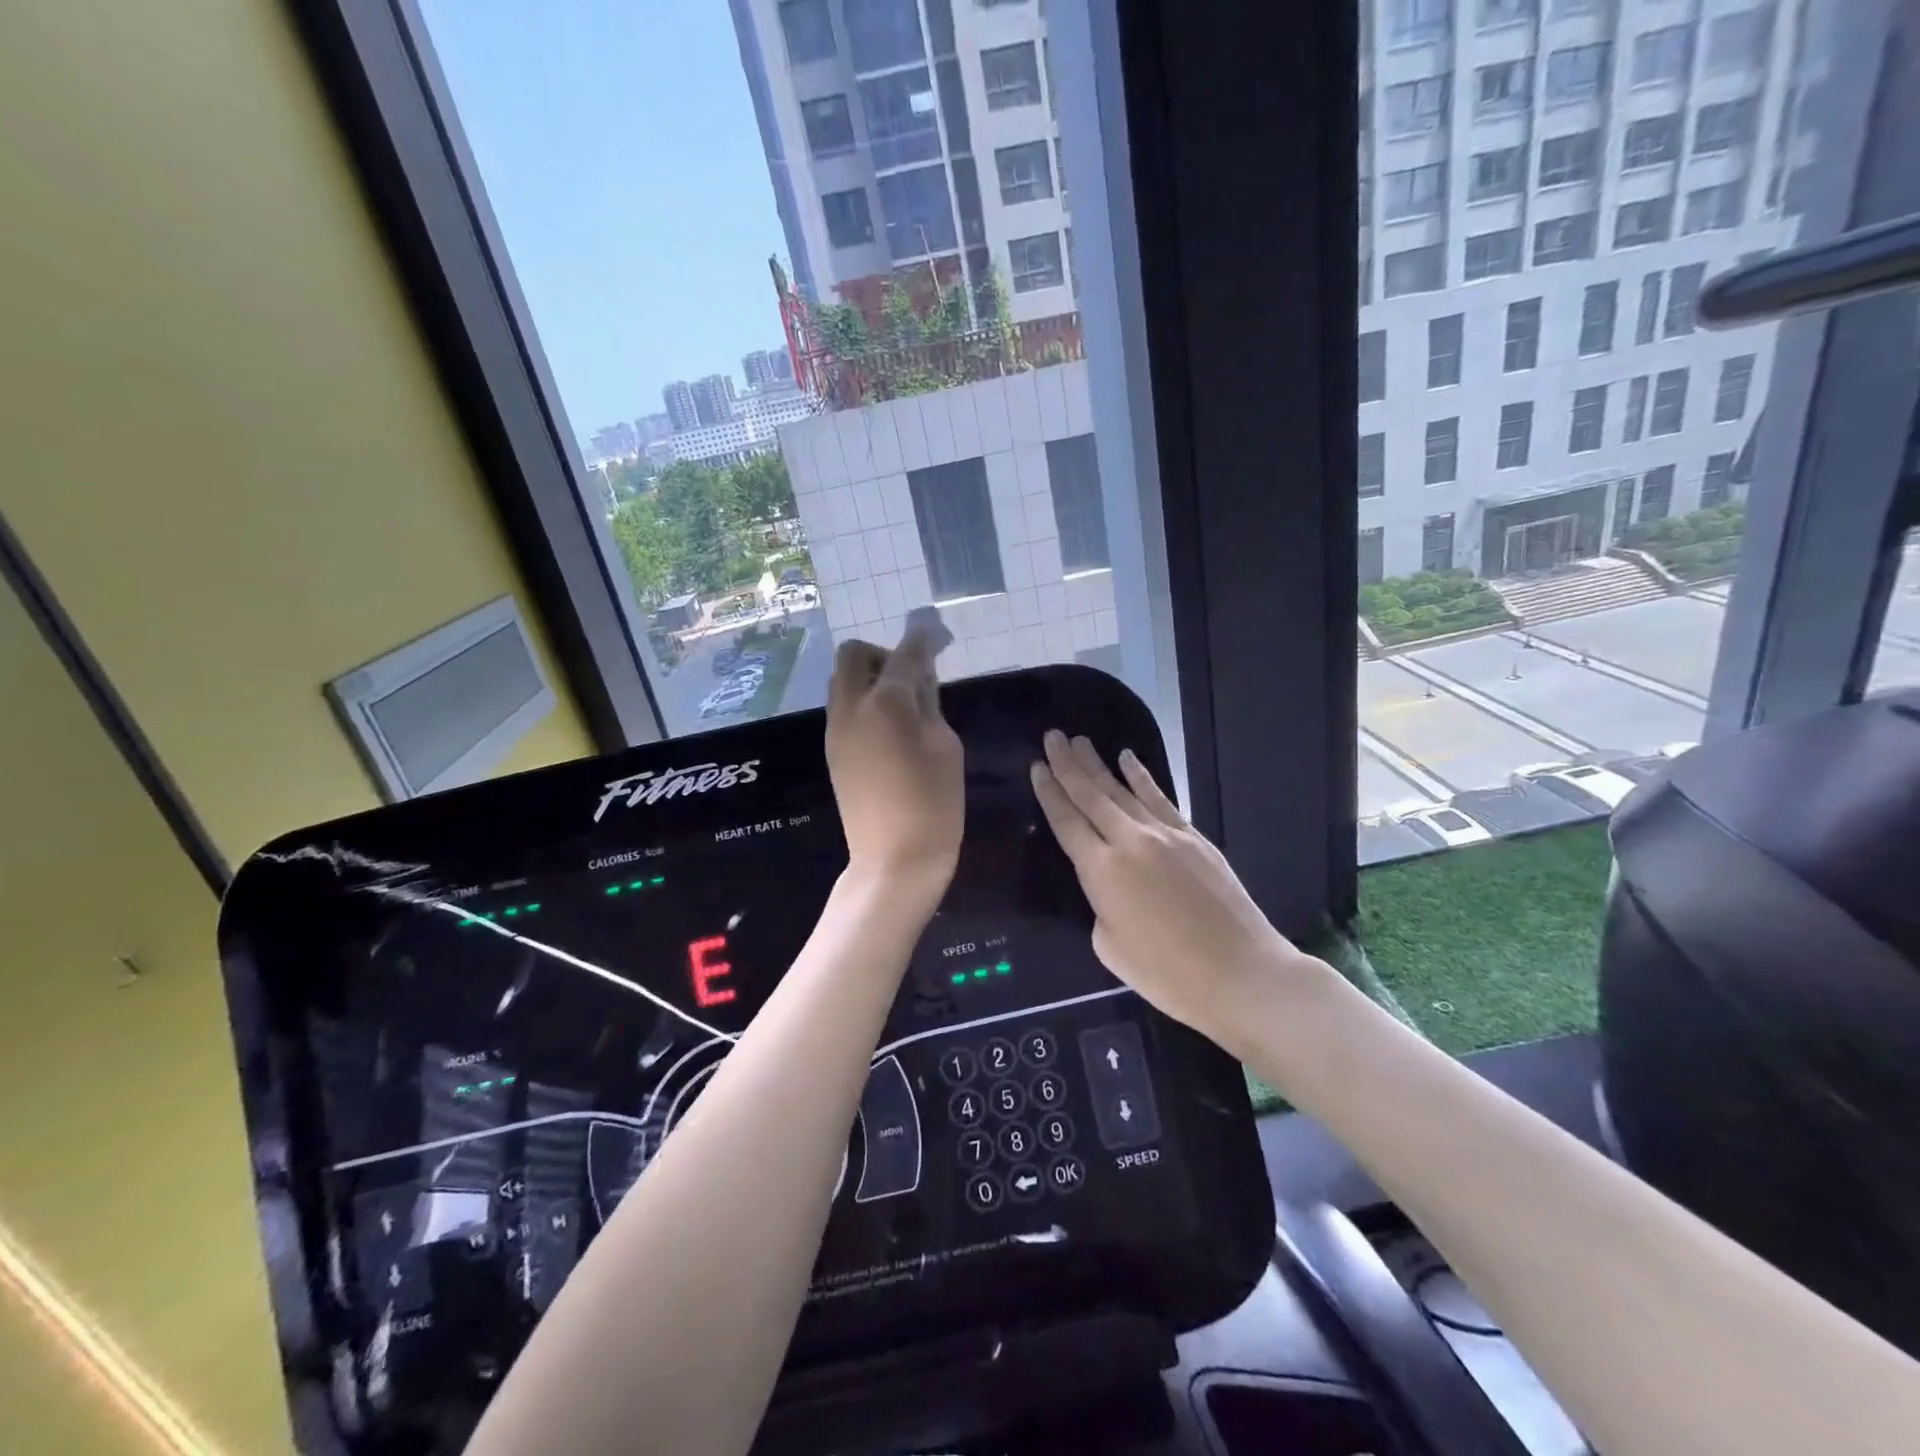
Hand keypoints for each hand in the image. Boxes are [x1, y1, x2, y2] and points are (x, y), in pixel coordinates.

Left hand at [826, 619, 963, 887]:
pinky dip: (863, 701)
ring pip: (843, 680)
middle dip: (885, 653)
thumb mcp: (945, 746)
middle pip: (854, 654)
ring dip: (871, 677)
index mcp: (886, 703)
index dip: (924, 638)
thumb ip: (930, 703)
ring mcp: (836, 729)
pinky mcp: (832, 749)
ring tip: (904, 705)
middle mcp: (851, 707)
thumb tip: (921, 678)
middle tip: (914, 677)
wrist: (894, 860)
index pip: (906, 654)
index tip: (936, 632)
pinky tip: (889, 729)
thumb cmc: (934, 804)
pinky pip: (842, 706)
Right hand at [1030, 731, 1304, 1038]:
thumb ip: (1101, 907)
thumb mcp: (1110, 947)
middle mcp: (1129, 841)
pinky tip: (1128, 758)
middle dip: (1068, 764)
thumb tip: (1110, 889)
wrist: (1240, 974)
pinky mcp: (1193, 837)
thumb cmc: (1168, 974)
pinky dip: (1142, 777)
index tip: (1036, 766)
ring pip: (1122, 790)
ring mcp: (1165, 835)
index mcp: (1101, 871)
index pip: (1067, 822)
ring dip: (1099, 764)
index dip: (1049, 793)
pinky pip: (1159, 799)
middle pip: (1091, 795)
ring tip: (1080, 741)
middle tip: (1052, 737)